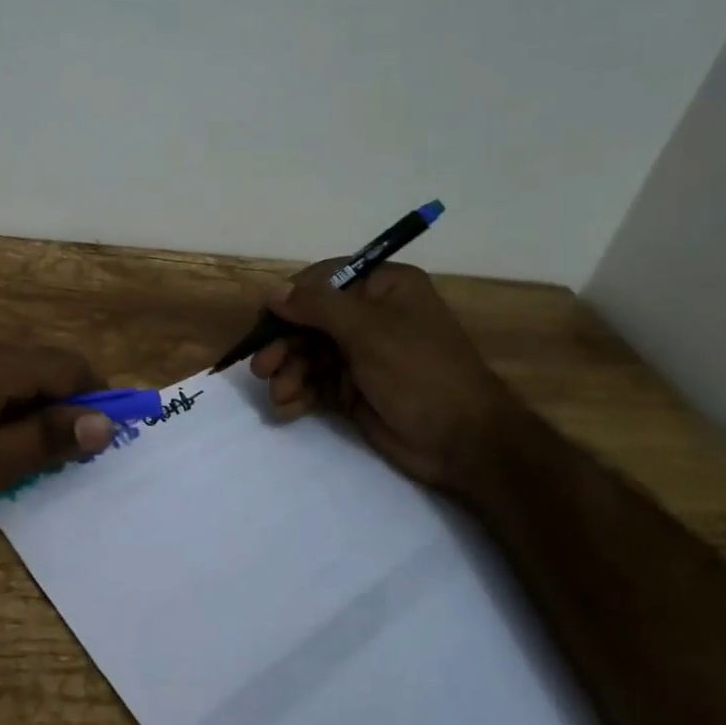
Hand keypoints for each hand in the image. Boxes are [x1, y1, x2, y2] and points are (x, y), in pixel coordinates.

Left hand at [0, 330, 115, 536]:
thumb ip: (45, 440)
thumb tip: (103, 423)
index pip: (66, 364)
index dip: (96, 392)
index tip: (109, 428)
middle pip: (35, 363)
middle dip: (60, 401)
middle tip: (64, 449)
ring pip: (3, 369)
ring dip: (25, 402)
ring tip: (19, 449)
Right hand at [248, 261, 522, 500]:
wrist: (464, 443)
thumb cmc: (420, 372)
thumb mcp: (368, 331)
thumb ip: (317, 307)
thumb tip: (274, 292)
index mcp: (383, 287)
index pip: (323, 281)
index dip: (290, 300)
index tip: (264, 322)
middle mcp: (371, 315)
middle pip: (310, 320)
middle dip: (284, 344)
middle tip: (262, 368)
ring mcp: (362, 353)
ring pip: (308, 353)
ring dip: (289, 372)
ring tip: (279, 394)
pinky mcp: (355, 388)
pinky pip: (316, 382)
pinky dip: (299, 392)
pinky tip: (287, 408)